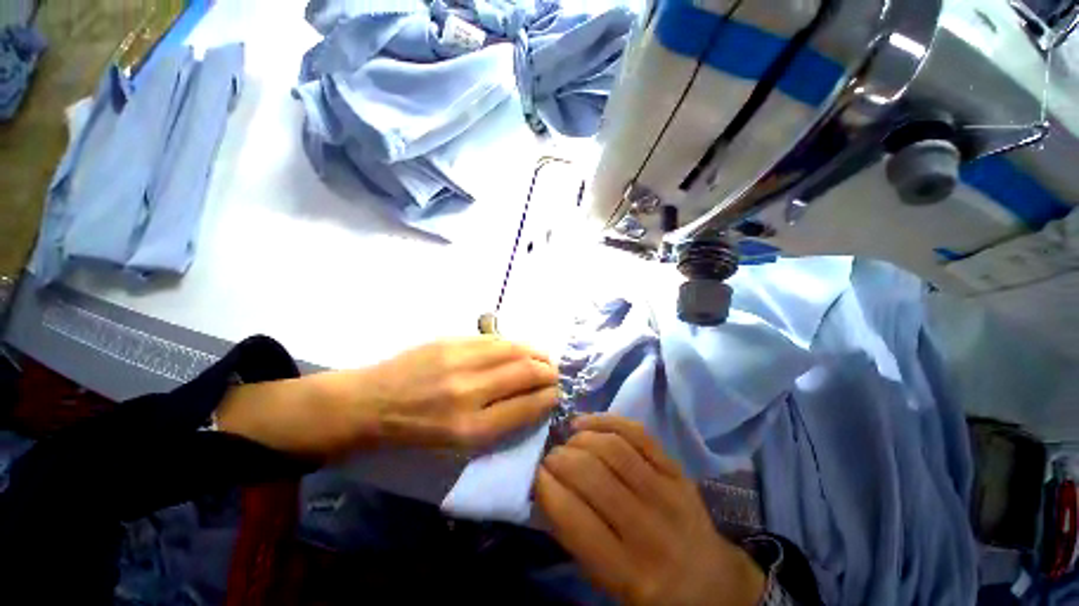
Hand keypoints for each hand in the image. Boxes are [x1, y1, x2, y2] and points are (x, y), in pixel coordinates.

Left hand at [358, 336, 559, 447]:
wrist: (370, 403)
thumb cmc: (414, 432)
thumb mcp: (457, 445)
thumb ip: (498, 423)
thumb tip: (531, 399)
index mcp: (471, 428)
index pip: (526, 406)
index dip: (548, 398)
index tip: (555, 395)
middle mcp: (470, 393)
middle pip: (526, 374)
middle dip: (548, 373)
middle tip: (553, 374)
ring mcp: (460, 361)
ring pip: (514, 350)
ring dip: (535, 353)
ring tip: (542, 358)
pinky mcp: (451, 341)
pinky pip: (494, 339)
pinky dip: (513, 344)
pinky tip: (518, 348)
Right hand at [535, 415, 765, 605]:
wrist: (709, 580)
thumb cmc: (650, 586)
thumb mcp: (608, 582)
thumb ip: (575, 538)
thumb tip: (545, 489)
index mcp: (629, 572)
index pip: (575, 518)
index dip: (546, 487)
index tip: (534, 474)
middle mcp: (650, 530)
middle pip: (592, 475)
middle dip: (559, 459)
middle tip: (548, 457)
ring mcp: (668, 493)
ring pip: (613, 448)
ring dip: (580, 439)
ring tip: (567, 440)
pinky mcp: (677, 469)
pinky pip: (637, 433)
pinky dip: (605, 421)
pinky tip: (586, 424)